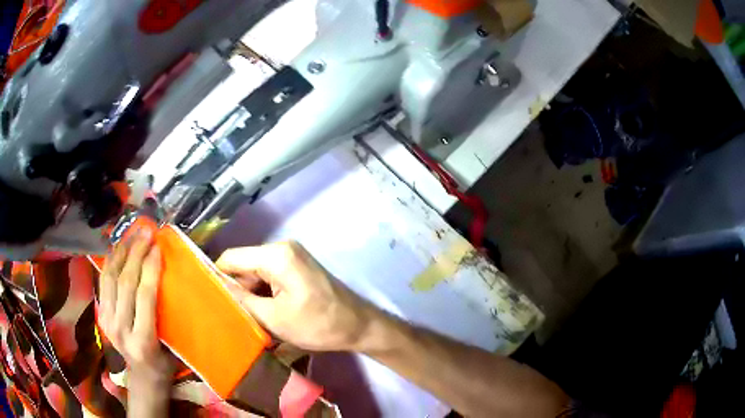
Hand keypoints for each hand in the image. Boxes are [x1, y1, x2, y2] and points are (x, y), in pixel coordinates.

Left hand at [99, 229, 175, 388]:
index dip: (151, 267)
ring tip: (132, 234)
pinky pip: (104, 281)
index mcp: (143, 341)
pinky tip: (119, 248)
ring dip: (121, 252)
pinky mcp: (101, 315)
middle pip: (125, 282)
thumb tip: (168, 276)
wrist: (143, 377)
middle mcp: (120, 329)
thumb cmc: (166, 362)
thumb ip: (167, 314)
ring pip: (110, 277)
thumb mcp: (175, 345)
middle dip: (136, 253)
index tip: (158, 246)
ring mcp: (107, 321)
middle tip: (146, 232)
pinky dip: (110, 261)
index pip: (144, 296)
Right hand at [216, 241, 373, 351]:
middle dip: (237, 289)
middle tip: (232, 315)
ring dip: (251, 294)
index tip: (208, 298)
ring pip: (256, 272)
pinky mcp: (297, 266)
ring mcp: (291, 256)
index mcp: (275, 255)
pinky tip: (264, 312)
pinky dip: (264, 293)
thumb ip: (241, 300)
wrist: (358, 326)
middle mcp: (282, 248)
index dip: (217, 277)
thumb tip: (216, 288)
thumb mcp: (273, 318)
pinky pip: (270, 275)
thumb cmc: (318, 324)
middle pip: (244, 264)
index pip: (232, 258)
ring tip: (249, 317)